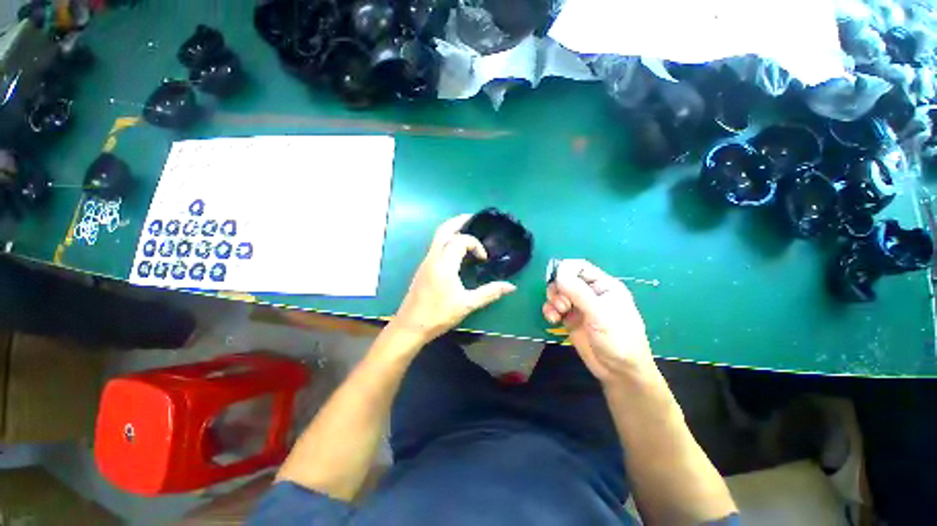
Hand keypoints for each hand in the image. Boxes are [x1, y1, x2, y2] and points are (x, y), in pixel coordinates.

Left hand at [394, 215, 515, 342]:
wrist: (410, 326)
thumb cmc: (438, 315)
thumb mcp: (467, 304)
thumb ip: (489, 293)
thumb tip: (510, 287)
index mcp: (444, 264)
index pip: (461, 241)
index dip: (476, 244)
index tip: (484, 259)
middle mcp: (433, 258)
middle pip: (443, 230)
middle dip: (459, 221)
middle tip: (473, 218)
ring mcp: (426, 262)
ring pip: (437, 237)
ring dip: (452, 230)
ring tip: (467, 230)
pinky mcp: (423, 268)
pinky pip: (435, 246)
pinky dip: (447, 240)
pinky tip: (456, 251)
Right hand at [542, 259, 652, 384]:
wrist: (619, 372)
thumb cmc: (618, 339)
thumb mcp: (600, 314)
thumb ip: (578, 292)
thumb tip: (558, 273)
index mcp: (603, 285)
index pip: (579, 267)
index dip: (565, 270)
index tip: (557, 281)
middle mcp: (589, 292)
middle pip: (565, 278)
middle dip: (558, 289)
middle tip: (562, 305)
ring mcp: (579, 306)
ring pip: (557, 292)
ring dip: (552, 300)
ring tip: (557, 314)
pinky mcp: (570, 318)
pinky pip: (553, 307)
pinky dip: (549, 311)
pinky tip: (553, 320)